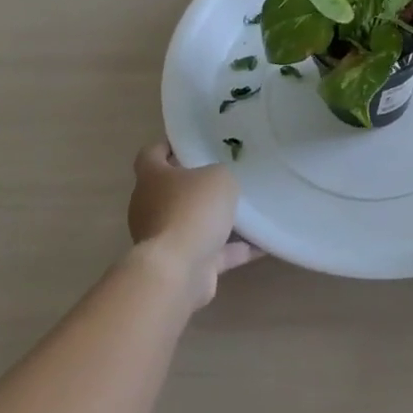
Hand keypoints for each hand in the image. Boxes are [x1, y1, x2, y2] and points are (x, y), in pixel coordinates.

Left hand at [126, 142, 261, 308]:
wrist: (177, 270)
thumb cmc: (192, 210)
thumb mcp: (218, 178)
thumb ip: (219, 175)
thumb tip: (218, 184)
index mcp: (151, 178)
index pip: (151, 154)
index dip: (167, 146)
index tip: (190, 143)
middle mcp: (150, 206)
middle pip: (171, 189)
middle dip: (196, 186)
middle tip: (225, 176)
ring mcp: (163, 238)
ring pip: (191, 222)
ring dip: (215, 220)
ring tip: (247, 211)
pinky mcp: (180, 265)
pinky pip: (211, 252)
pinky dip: (233, 250)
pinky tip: (261, 245)